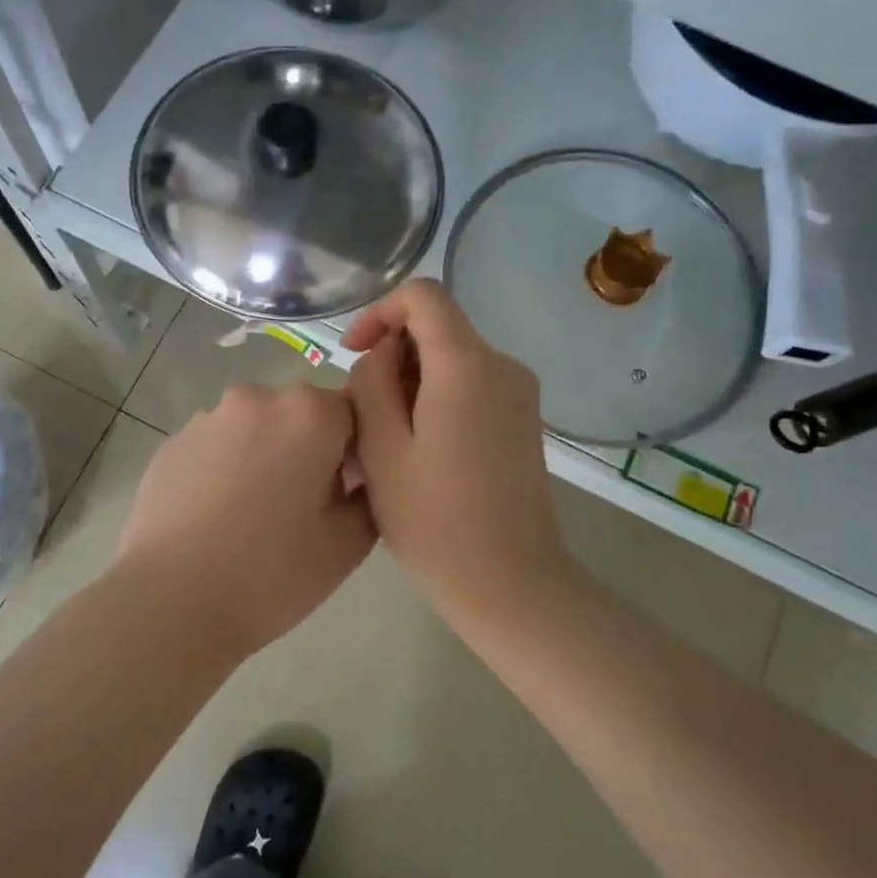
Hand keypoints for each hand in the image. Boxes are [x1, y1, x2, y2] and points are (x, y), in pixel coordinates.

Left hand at [114, 383, 375, 656]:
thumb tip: (357, 481)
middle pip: (300, 416)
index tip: (346, 493)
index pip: (354, 411)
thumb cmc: (271, 573)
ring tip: (251, 517)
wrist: (171, 602)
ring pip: (254, 430)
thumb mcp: (348, 545)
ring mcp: (206, 419)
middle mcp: (257, 399)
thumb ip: (369, 498)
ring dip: (263, 457)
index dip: (356, 451)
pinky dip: (223, 470)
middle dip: (308, 450)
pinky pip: (214, 448)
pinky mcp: (170, 444)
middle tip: (301, 509)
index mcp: (309, 414)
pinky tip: (215, 519)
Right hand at [342, 281, 573, 622]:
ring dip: (411, 385)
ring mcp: (520, 394)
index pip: (423, 295)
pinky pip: (471, 388)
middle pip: (437, 331)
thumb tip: (382, 355)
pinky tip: (419, 454)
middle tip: (363, 418)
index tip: (353, 355)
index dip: (379, 313)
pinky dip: (437, 402)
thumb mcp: (381, 448)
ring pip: (451, 362)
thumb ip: (371, 383)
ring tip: (385, 445)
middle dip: (392, 360)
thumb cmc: (435, 520)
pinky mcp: (524, 421)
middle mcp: (503, 365)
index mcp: (467, 365)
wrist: (510, 582)